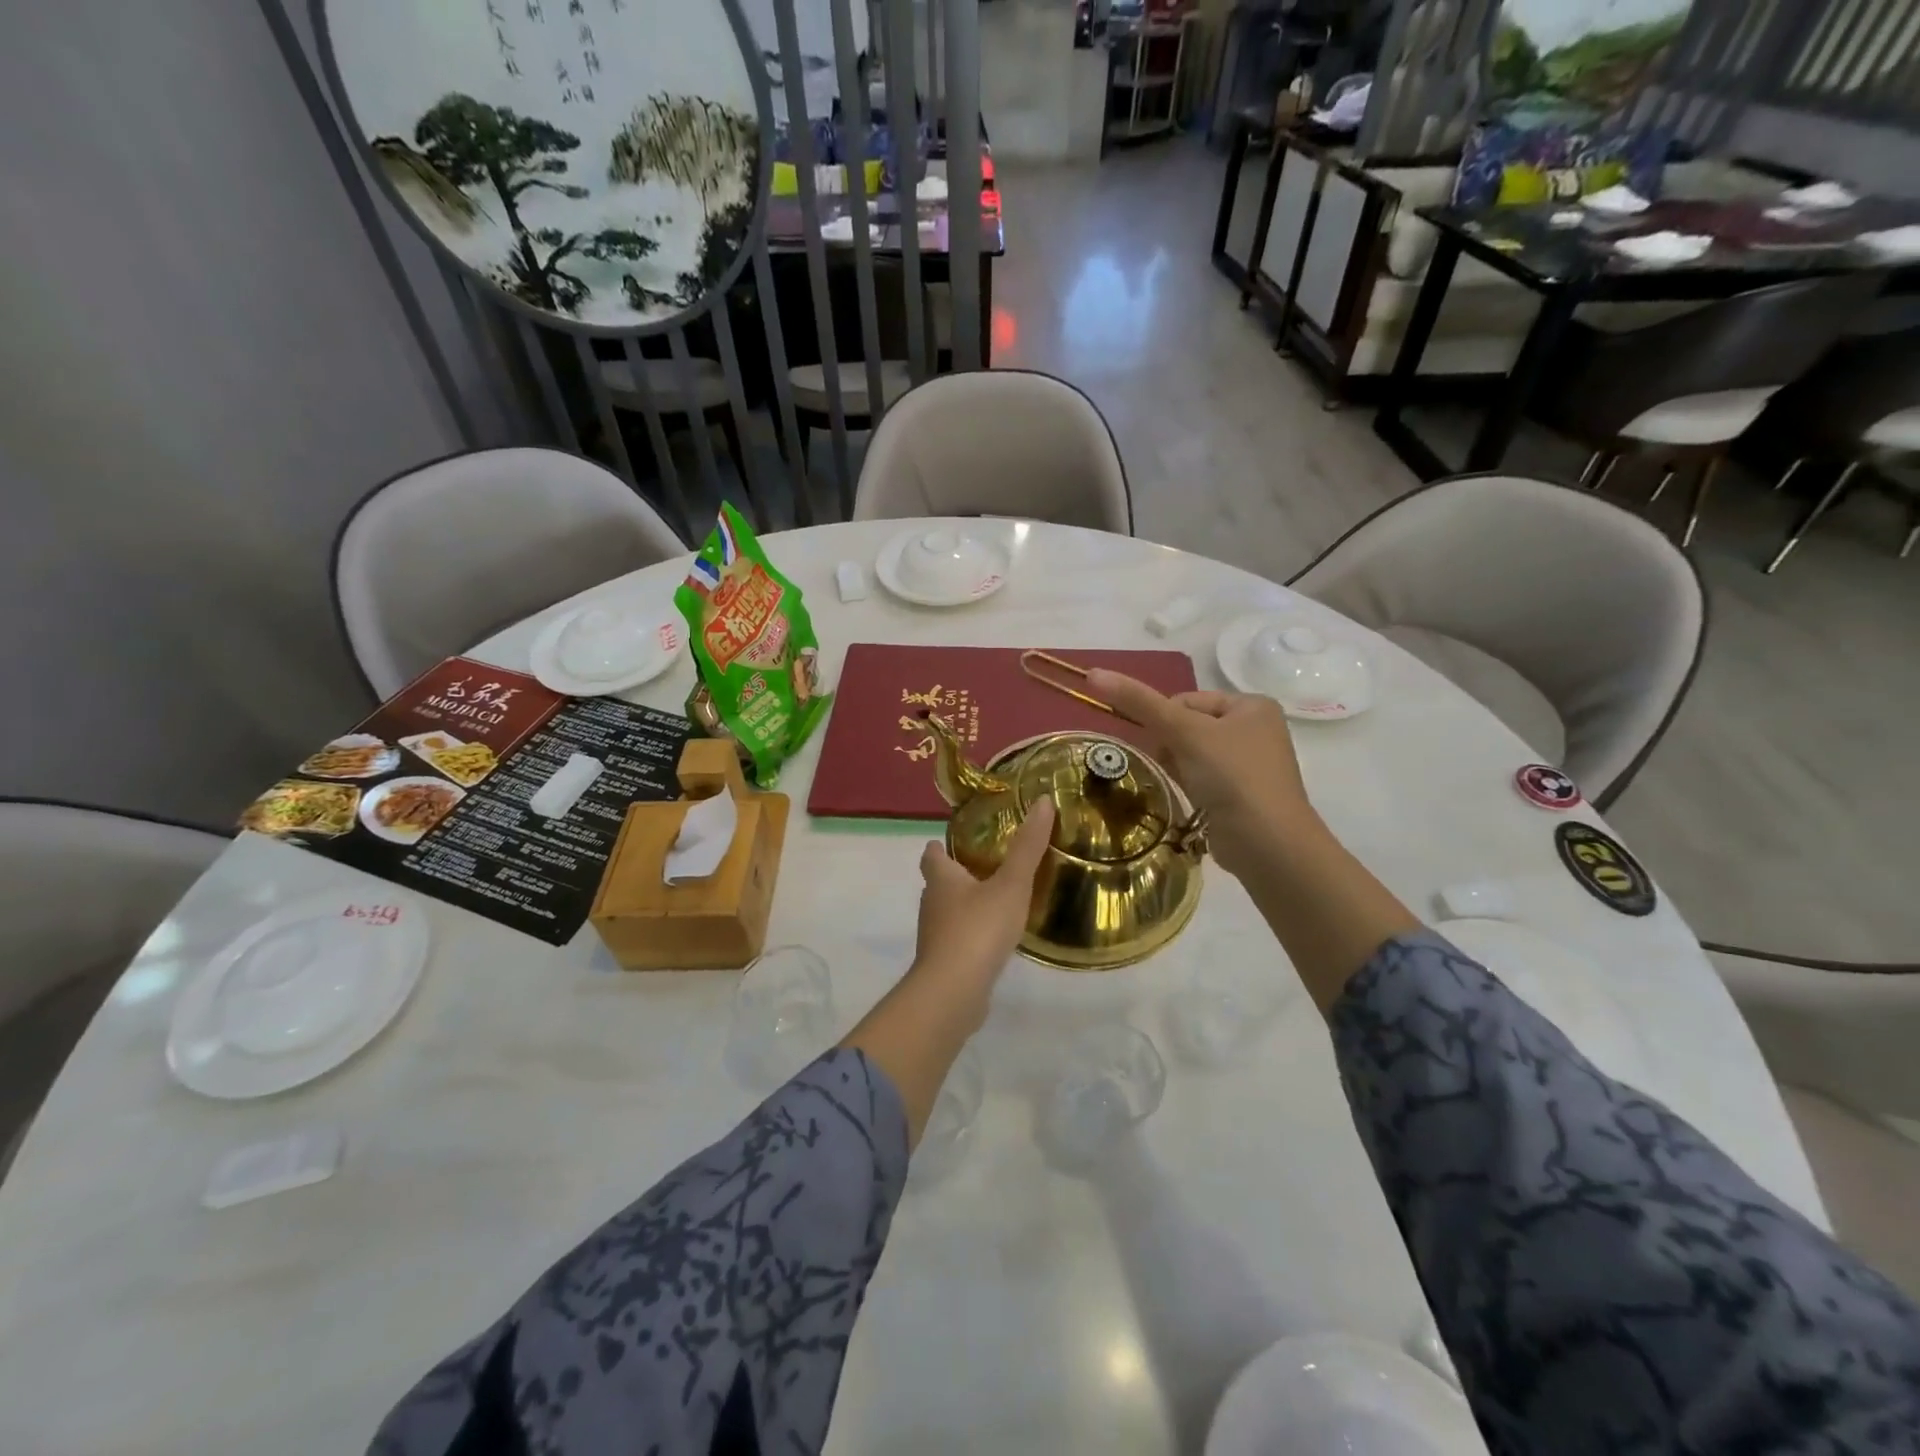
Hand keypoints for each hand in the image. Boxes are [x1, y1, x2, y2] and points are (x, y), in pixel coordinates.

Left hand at [910, 798, 1055, 1016]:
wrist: (953, 991)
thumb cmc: (978, 928)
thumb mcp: (1011, 884)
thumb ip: (1028, 847)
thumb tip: (1044, 801)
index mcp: (941, 878)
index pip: (932, 854)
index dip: (941, 846)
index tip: (959, 840)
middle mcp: (932, 903)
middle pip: (938, 882)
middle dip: (957, 874)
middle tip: (987, 867)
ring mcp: (935, 936)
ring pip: (947, 912)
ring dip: (965, 905)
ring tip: (995, 900)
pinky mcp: (944, 962)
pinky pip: (957, 940)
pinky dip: (971, 934)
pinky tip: (993, 939)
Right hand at [1086, 671, 1318, 878]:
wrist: (1267, 843)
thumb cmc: (1231, 775)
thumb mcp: (1183, 732)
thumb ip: (1140, 702)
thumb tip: (1094, 673)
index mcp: (1252, 705)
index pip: (1188, 700)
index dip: (1166, 719)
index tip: (1163, 744)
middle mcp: (1256, 730)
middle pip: (1190, 726)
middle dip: (1172, 745)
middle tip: (1173, 765)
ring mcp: (1251, 765)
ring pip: (1194, 754)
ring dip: (1179, 766)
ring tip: (1184, 785)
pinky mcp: (1242, 796)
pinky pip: (1204, 779)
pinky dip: (1191, 785)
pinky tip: (1192, 799)